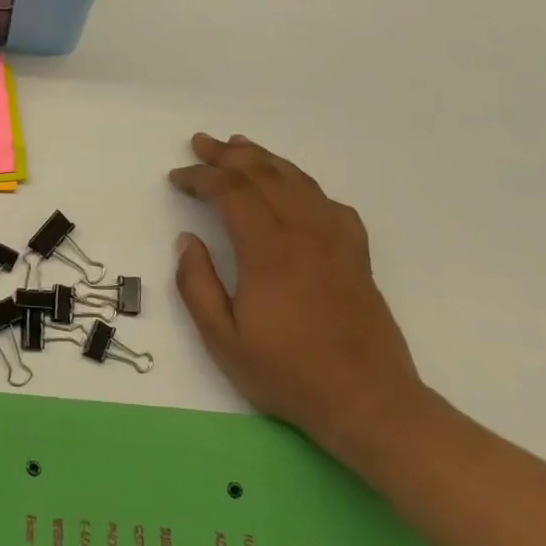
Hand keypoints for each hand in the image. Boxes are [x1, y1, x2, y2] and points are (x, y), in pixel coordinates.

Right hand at [168, 133, 426, 457]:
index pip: (230, 193)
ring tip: (241, 146)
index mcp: (268, 252)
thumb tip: (186, 240)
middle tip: (201, 143)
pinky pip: (331, 205)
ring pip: (299, 183)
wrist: (369, 402)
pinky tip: (296, 190)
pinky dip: (306, 186)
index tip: (177, 177)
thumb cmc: (287, 373)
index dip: (200, 178)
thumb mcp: (222, 339)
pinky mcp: (357, 257)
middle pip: (265, 176)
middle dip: (228, 155)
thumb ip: (197, 285)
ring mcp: (336, 243)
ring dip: (266, 160)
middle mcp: (304, 235)